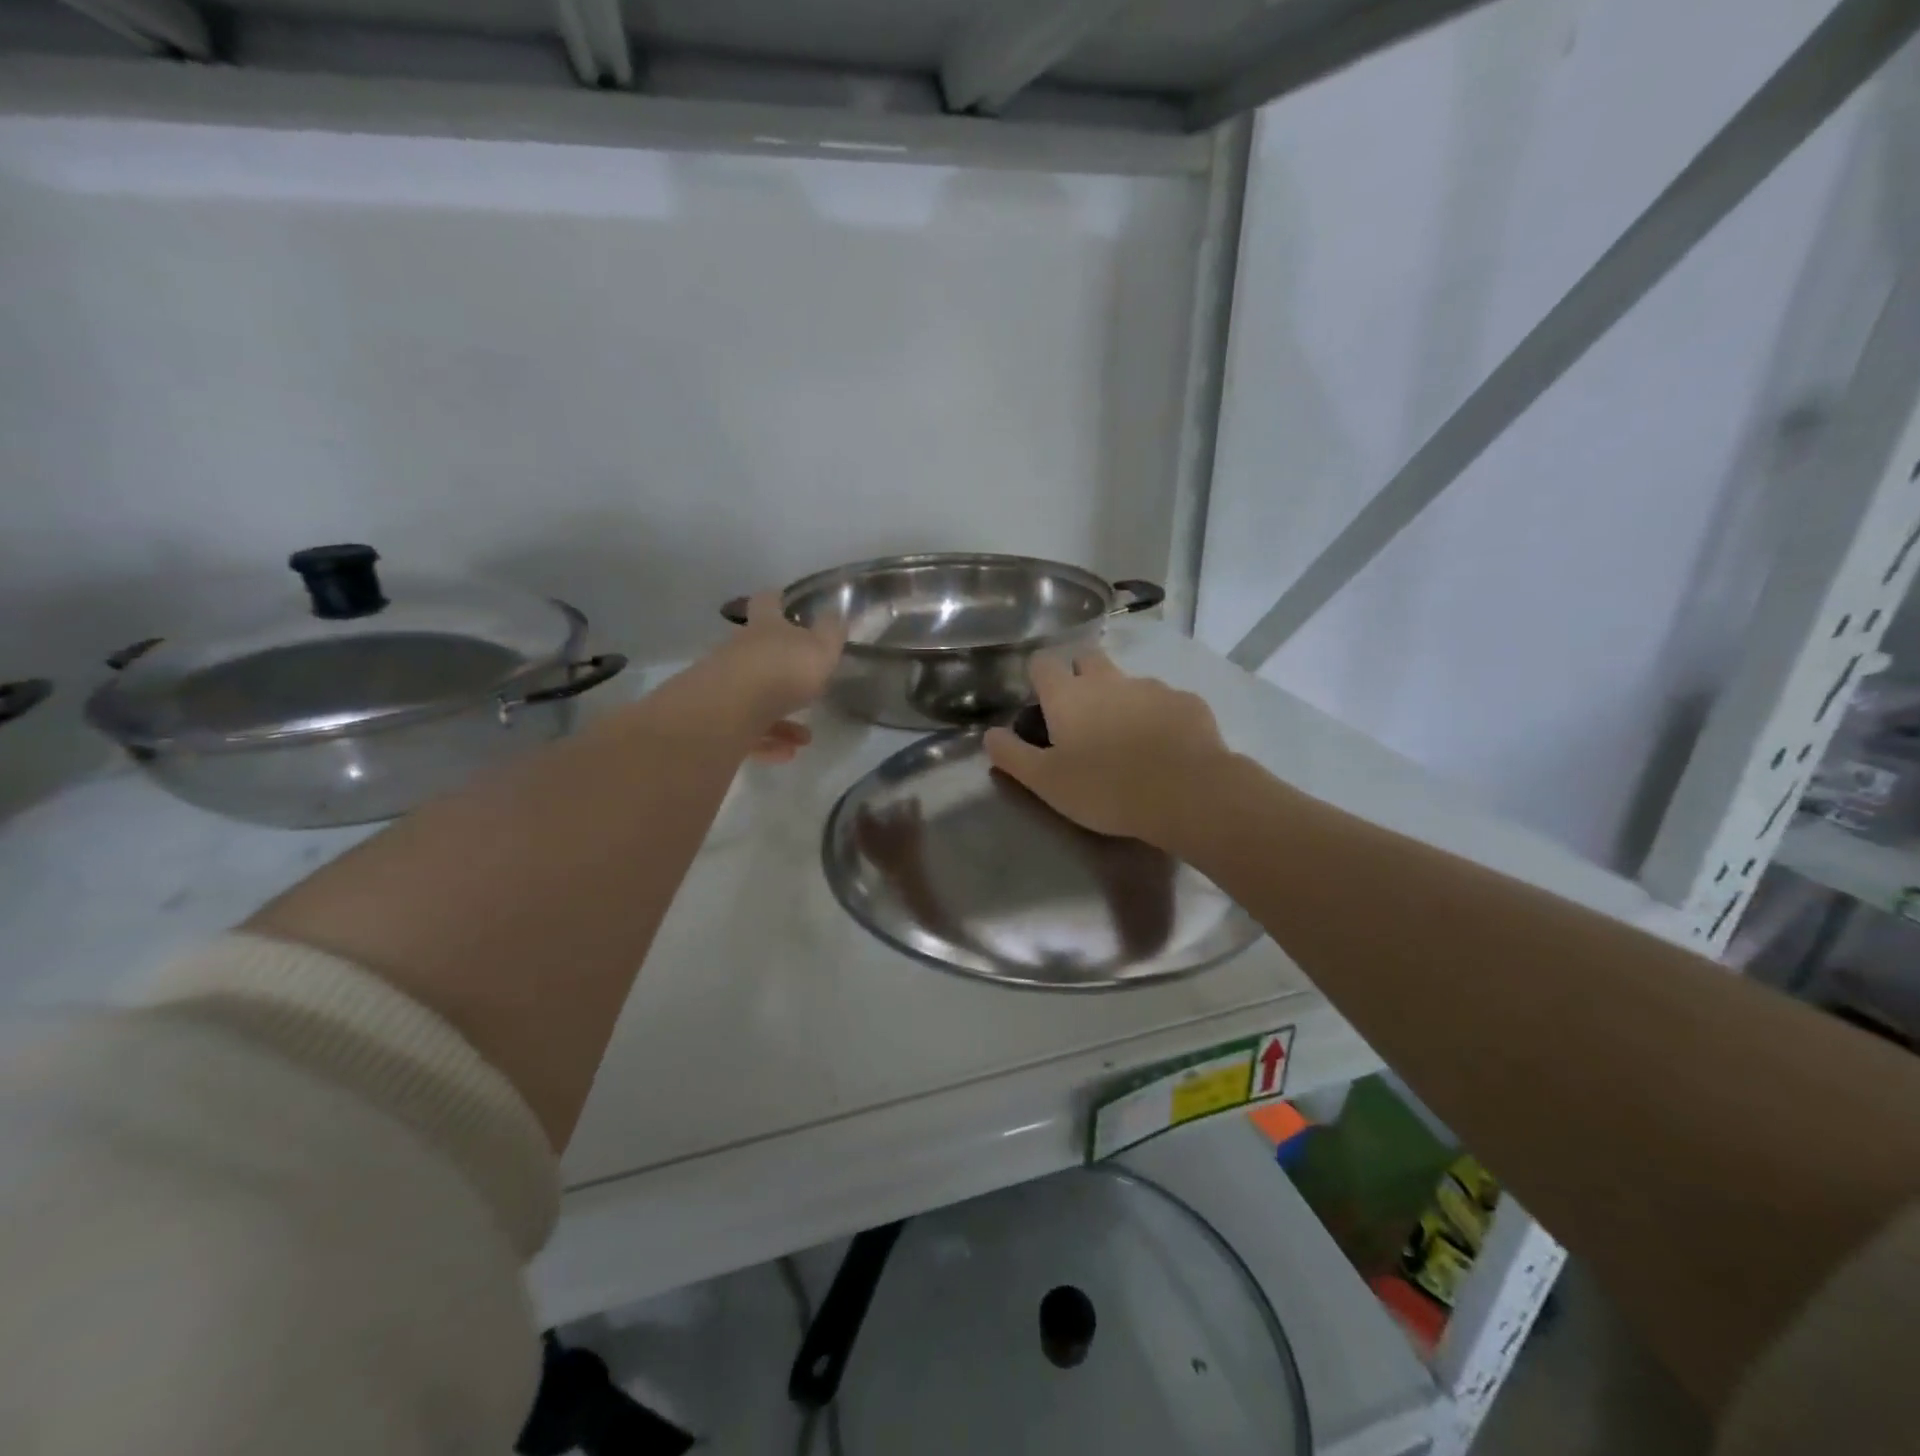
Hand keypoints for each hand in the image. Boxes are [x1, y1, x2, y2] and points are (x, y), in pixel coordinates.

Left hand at [712, 590, 845, 761]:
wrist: (729, 710)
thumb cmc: (782, 670)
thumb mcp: (820, 648)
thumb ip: (831, 632)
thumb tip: (835, 612)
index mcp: (764, 628)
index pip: (767, 603)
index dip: (777, 600)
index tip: (786, 602)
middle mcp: (739, 652)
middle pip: (758, 653)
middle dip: (781, 668)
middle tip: (806, 684)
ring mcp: (723, 686)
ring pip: (754, 697)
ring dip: (781, 717)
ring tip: (805, 737)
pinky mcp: (716, 720)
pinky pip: (746, 730)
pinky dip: (767, 741)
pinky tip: (787, 754)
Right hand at [983, 651, 1231, 847]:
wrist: (1187, 793)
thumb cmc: (1106, 789)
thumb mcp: (1046, 783)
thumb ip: (1013, 755)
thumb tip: (990, 734)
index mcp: (1069, 696)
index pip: (1043, 662)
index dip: (1038, 675)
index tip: (1040, 698)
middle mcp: (1108, 680)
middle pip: (1088, 658)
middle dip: (1080, 674)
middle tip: (1081, 714)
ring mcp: (1151, 687)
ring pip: (1128, 681)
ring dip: (1121, 698)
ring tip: (1127, 738)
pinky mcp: (1187, 702)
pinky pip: (1165, 701)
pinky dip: (1159, 716)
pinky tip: (1165, 746)